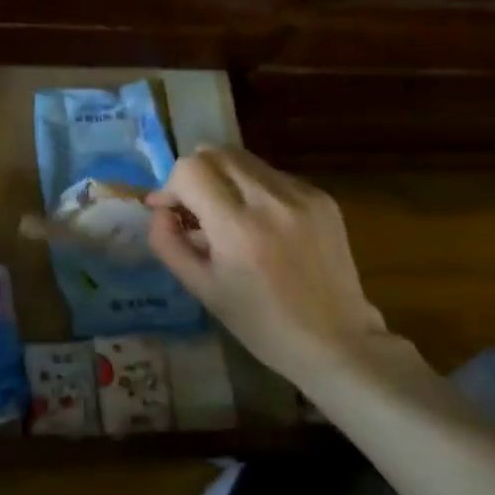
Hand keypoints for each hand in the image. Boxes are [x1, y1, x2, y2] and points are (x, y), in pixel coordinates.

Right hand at [147, 147, 401, 383]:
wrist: (336, 341)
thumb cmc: (260, 323)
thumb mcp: (202, 289)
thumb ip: (168, 243)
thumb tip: (158, 209)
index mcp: (238, 228)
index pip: (190, 169)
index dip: (171, 185)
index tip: (171, 212)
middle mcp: (271, 200)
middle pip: (215, 152)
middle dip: (195, 175)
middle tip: (195, 209)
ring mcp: (302, 195)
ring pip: (244, 159)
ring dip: (224, 178)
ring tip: (228, 216)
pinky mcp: (322, 197)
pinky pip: (272, 175)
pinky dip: (255, 189)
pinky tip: (262, 223)